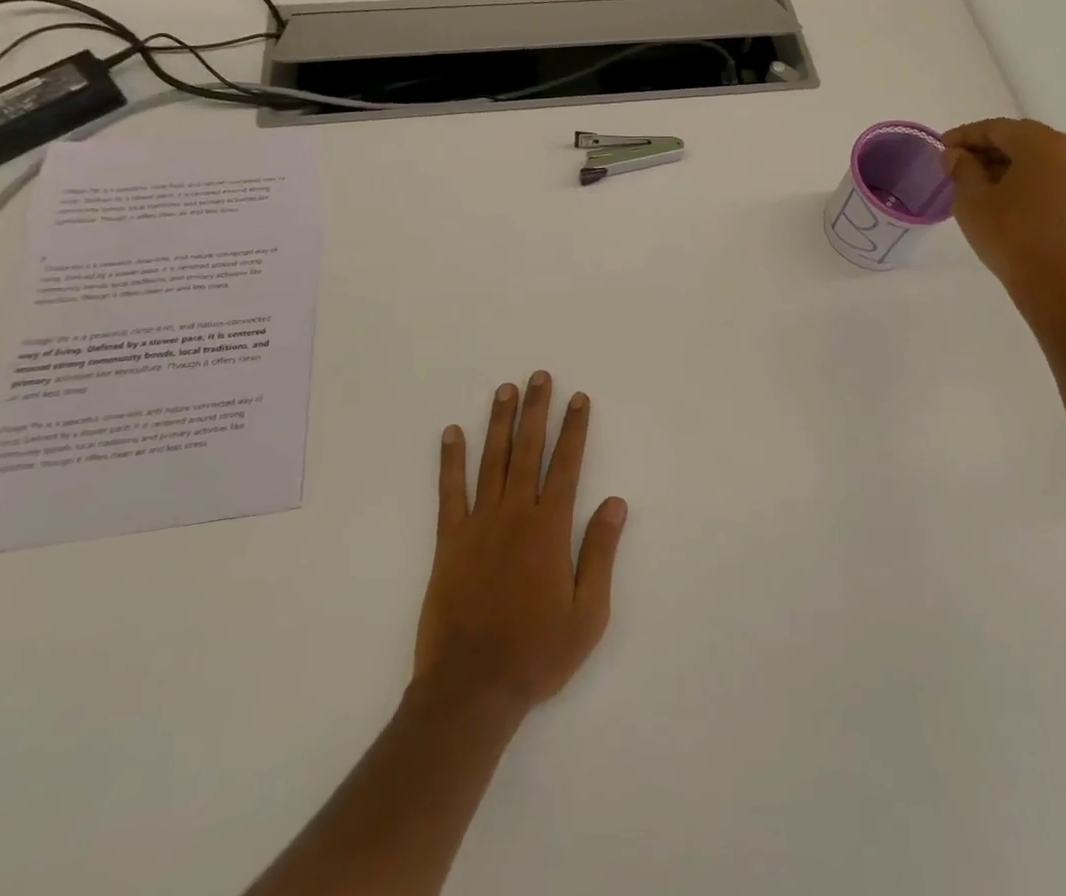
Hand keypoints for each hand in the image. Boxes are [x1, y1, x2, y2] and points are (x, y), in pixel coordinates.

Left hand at [413, 372, 627, 716]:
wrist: (472, 689)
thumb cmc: (537, 653)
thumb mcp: (588, 613)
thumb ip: (600, 552)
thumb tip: (616, 502)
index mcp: (550, 529)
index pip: (566, 464)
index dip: (574, 429)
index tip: (578, 398)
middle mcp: (515, 514)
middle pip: (527, 450)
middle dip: (536, 410)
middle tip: (538, 376)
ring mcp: (478, 524)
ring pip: (491, 460)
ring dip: (499, 422)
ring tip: (504, 390)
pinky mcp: (449, 541)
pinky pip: (450, 491)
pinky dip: (450, 460)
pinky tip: (451, 434)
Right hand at [942, 118, 1065, 309]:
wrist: (1057, 282)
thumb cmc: (1010, 234)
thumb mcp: (972, 199)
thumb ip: (961, 168)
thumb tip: (955, 154)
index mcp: (1043, 144)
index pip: (996, 128)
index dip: (965, 135)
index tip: (941, 147)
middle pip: (1019, 138)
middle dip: (984, 148)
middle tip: (954, 163)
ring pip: (1035, 156)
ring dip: (1003, 163)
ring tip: (973, 180)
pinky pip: (1047, 174)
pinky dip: (1022, 176)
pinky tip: (999, 194)